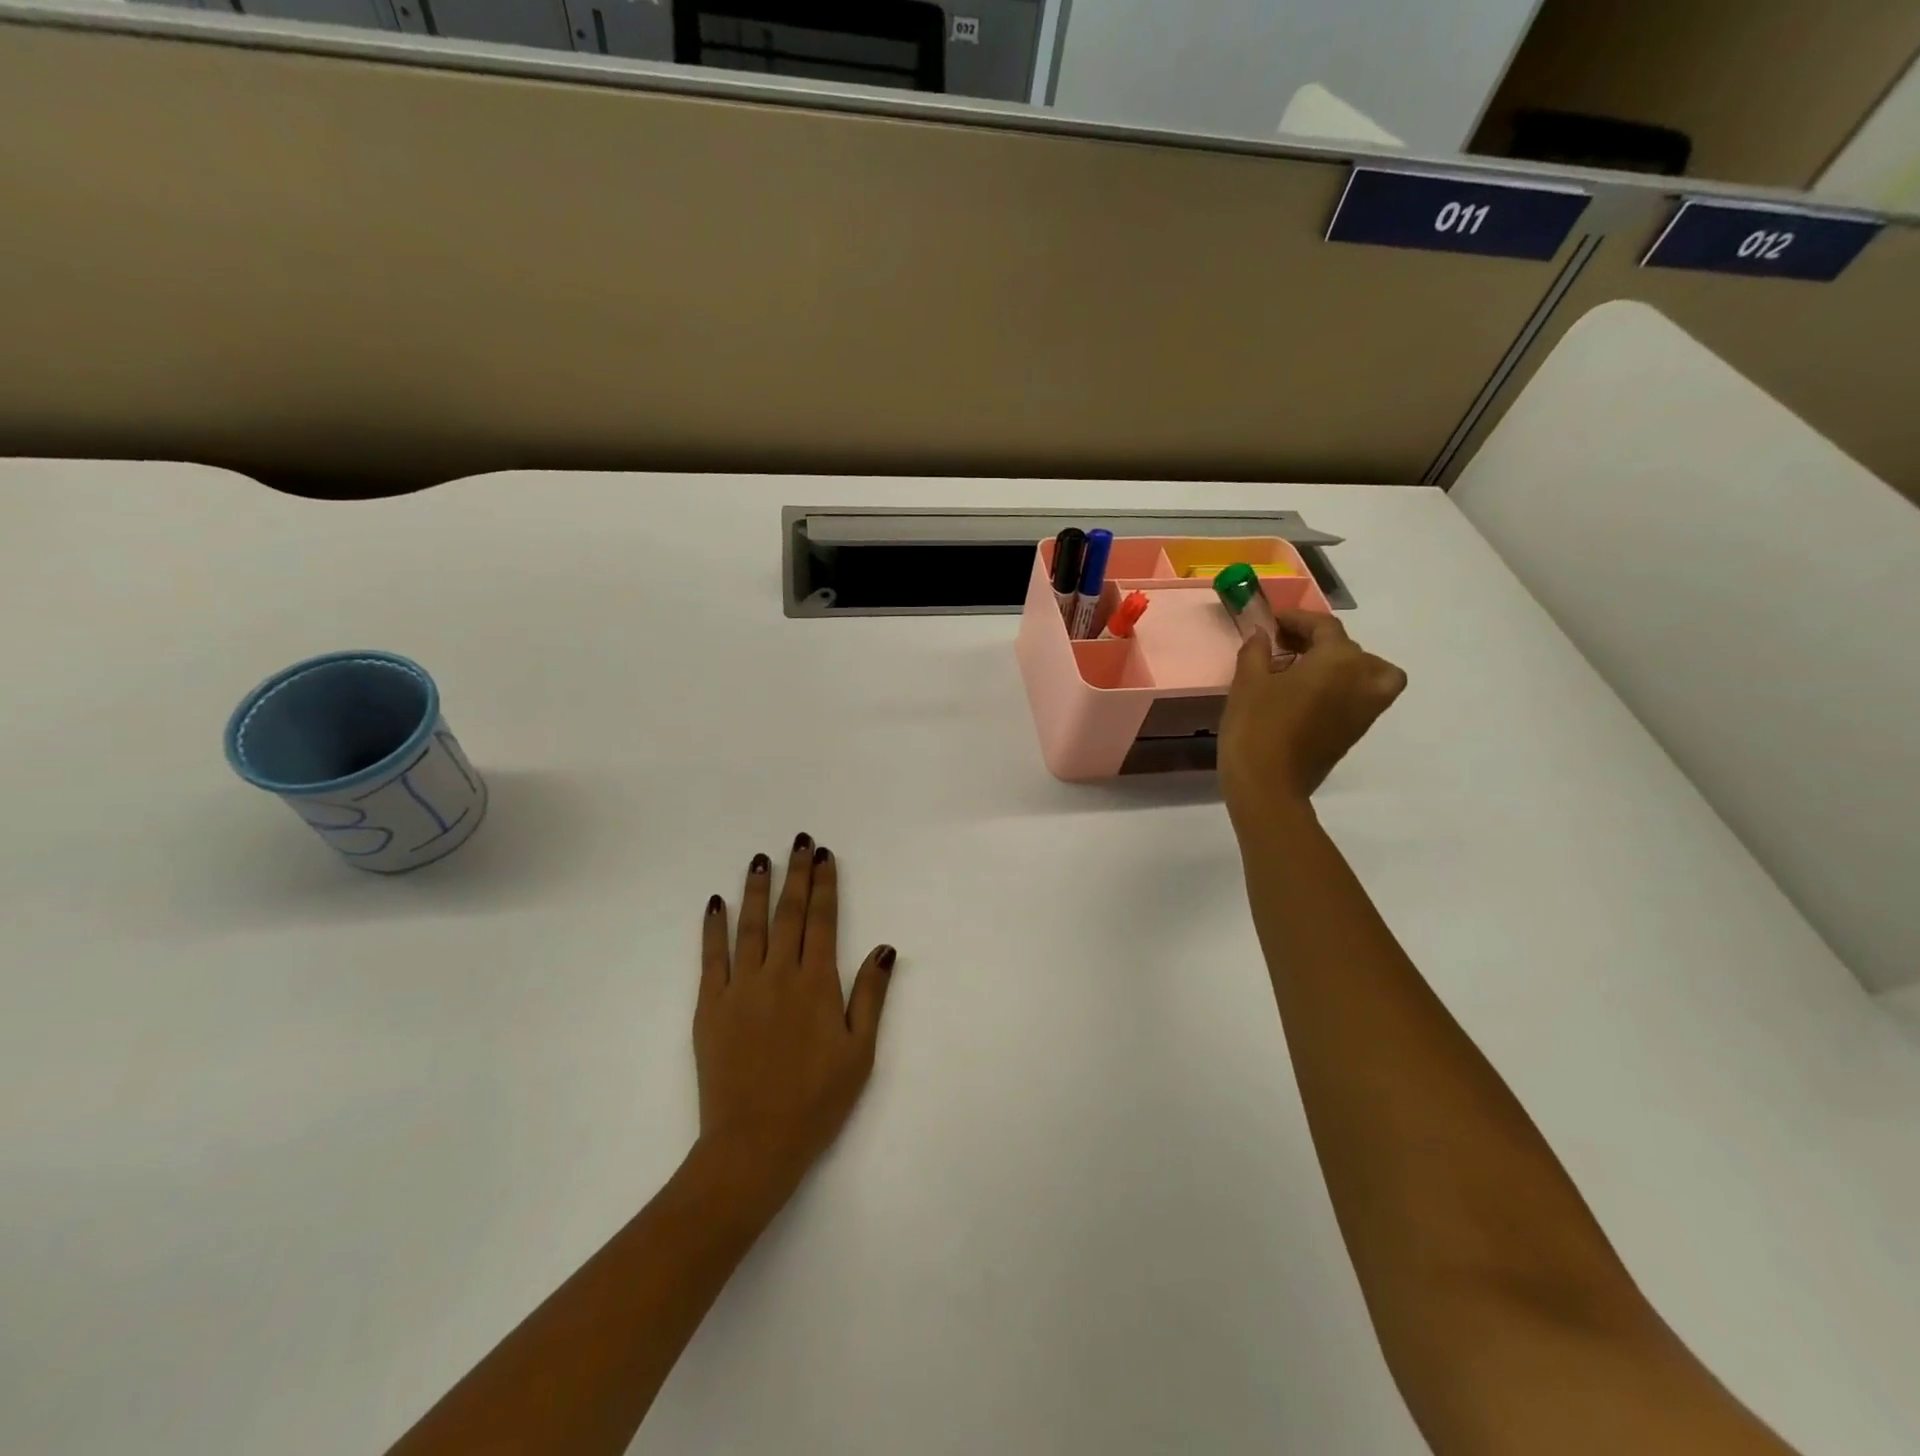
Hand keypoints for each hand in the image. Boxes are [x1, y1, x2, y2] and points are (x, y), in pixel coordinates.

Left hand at [695, 835, 897, 1214]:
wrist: (754, 1144)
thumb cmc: (816, 1101)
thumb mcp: (859, 1052)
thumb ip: (870, 996)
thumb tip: (885, 948)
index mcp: (818, 985)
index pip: (822, 921)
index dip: (825, 886)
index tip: (825, 857)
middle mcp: (779, 975)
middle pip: (789, 914)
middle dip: (796, 875)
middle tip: (800, 842)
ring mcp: (741, 988)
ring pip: (751, 926)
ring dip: (757, 889)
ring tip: (761, 859)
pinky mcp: (711, 1006)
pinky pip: (712, 957)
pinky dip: (714, 928)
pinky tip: (715, 903)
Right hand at [1219, 608, 1406, 826]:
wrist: (1269, 786)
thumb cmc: (1256, 727)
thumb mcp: (1248, 682)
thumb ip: (1257, 651)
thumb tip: (1262, 634)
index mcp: (1339, 659)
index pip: (1323, 627)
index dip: (1297, 619)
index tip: (1272, 621)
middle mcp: (1363, 678)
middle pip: (1348, 647)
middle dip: (1317, 641)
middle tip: (1282, 645)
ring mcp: (1366, 708)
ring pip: (1368, 671)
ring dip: (1342, 663)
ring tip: (1308, 669)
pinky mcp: (1357, 731)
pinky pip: (1362, 695)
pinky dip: (1345, 686)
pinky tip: (1309, 694)